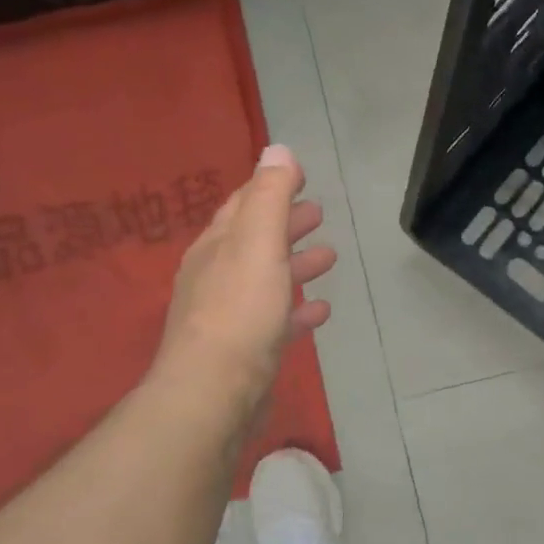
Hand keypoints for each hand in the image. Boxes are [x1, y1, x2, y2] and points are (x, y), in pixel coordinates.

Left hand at [150, 144, 335, 401]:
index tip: (300, 175)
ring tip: (329, 256)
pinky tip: (320, 310)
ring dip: (295, 264)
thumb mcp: (257, 243)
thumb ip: (269, 197)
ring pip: (267, 279)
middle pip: (255, 241)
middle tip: (318, 212)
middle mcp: (217, 276)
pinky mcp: (246, 351)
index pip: (243, 205)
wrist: (214, 394)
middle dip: (286, 224)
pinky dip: (297, 308)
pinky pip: (276, 319)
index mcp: (217, 247)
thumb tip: (277, 149)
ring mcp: (229, 316)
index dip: (271, 187)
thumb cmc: (239, 311)